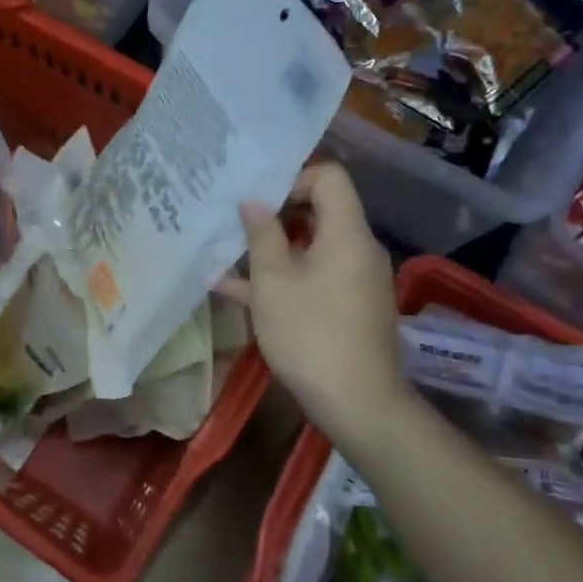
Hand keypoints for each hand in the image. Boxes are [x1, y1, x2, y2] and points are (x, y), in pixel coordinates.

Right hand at [216, 163, 411, 443]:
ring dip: (270, 251)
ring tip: (224, 256)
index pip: (329, 177)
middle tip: (233, 222)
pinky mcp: (348, 308)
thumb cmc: (311, 334)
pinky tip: (234, 291)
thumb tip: (253, 201)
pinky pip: (313, 278)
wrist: (358, 404)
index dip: (292, 177)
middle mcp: (357, 249)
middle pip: (318, 212)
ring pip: (309, 249)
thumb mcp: (274, 283)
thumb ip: (262, 236)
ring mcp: (354, 280)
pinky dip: (282, 279)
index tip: (257, 198)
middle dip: (273, 215)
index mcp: (346, 233)